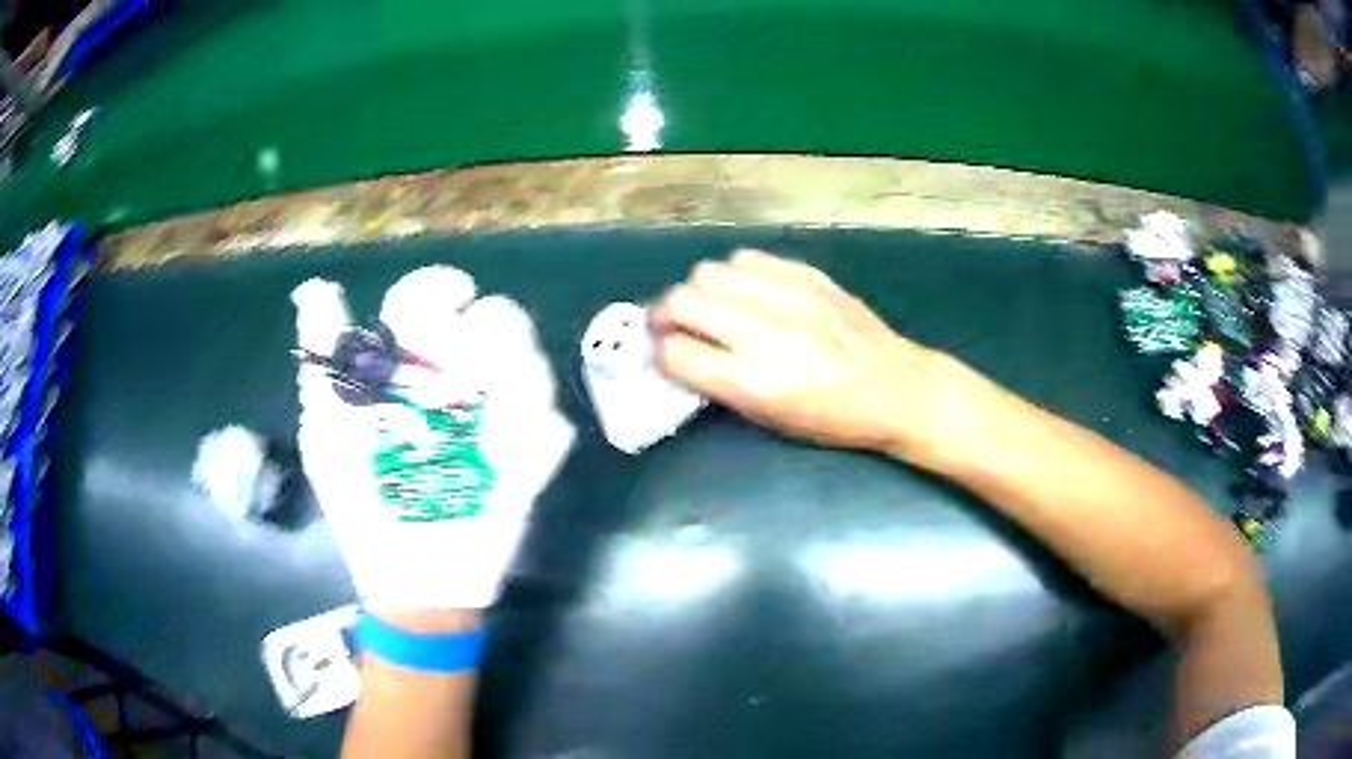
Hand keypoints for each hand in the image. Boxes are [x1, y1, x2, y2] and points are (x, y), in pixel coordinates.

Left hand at [292, 267, 572, 613]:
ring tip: (491, 432)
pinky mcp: (531, 461)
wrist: (414, 583)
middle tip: (467, 378)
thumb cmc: (363, 506)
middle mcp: (458, 384)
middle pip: (496, 320)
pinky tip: (509, 467)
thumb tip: (315, 289)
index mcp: (409, 371)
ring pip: (532, 365)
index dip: (440, 287)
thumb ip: (324, 362)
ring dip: (520, 385)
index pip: (428, 301)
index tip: (452, 298)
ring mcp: (499, 421)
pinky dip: (536, 440)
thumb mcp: (328, 433)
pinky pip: (551, 429)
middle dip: (489, 336)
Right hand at [651, 249, 990, 468]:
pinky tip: (746, 290)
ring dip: (698, 290)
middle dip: (665, 314)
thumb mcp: (770, 418)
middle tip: (674, 324)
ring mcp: (786, 297)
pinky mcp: (806, 275)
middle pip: (681, 301)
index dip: (658, 352)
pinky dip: (735, 274)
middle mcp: (762, 333)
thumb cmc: (831, 419)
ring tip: (712, 304)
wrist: (895, 387)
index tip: (662, 352)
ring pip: (708, 271)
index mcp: (752, 382)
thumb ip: (720, 383)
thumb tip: (680, 352)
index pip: (674, 352)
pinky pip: (747, 258)